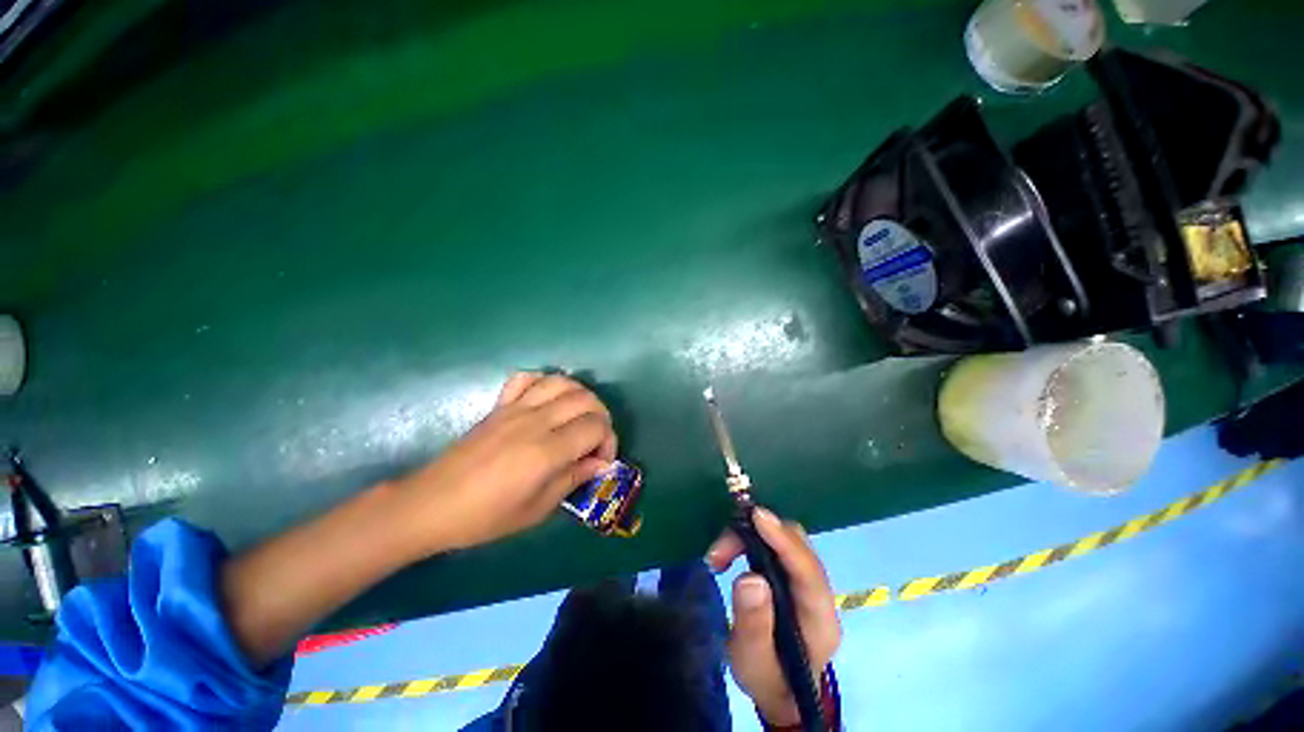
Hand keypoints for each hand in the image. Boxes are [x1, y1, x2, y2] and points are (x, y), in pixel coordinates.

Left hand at [391, 372, 616, 555]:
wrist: (432, 504)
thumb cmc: (486, 516)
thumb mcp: (537, 509)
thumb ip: (573, 479)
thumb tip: (601, 464)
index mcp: (546, 451)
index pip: (595, 427)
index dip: (608, 441)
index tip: (602, 461)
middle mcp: (536, 421)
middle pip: (585, 400)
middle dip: (601, 417)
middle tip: (596, 440)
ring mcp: (516, 408)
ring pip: (562, 382)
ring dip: (581, 396)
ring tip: (579, 417)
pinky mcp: (500, 405)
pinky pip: (527, 378)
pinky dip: (545, 382)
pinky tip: (548, 399)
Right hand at [706, 507, 841, 727]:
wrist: (779, 688)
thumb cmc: (768, 679)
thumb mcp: (754, 663)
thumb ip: (753, 625)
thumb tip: (749, 577)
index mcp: (820, 620)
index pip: (808, 571)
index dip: (784, 540)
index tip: (757, 517)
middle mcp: (819, 593)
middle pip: (797, 545)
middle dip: (758, 535)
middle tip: (719, 551)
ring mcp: (806, 580)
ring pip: (785, 539)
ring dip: (750, 536)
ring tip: (718, 556)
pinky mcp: (790, 573)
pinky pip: (774, 544)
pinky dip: (750, 540)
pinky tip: (729, 552)